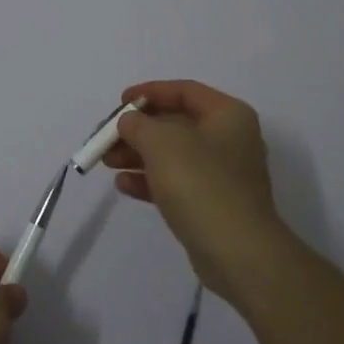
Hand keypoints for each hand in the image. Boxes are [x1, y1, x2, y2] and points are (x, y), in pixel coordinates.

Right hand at [105, 79, 299, 306]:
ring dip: (138, 155)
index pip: (184, 91)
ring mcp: (222, 174)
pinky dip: (150, 180)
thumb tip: (130, 122)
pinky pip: (176, 183)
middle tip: (107, 138)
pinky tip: (124, 185)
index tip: (120, 102)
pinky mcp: (212, 204)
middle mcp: (229, 139)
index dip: (149, 92)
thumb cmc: (201, 183)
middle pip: (175, 124)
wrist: (237, 252)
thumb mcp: (161, 142)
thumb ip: (138, 124)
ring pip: (172, 155)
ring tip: (108, 163)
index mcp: (228, 115)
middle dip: (138, 130)